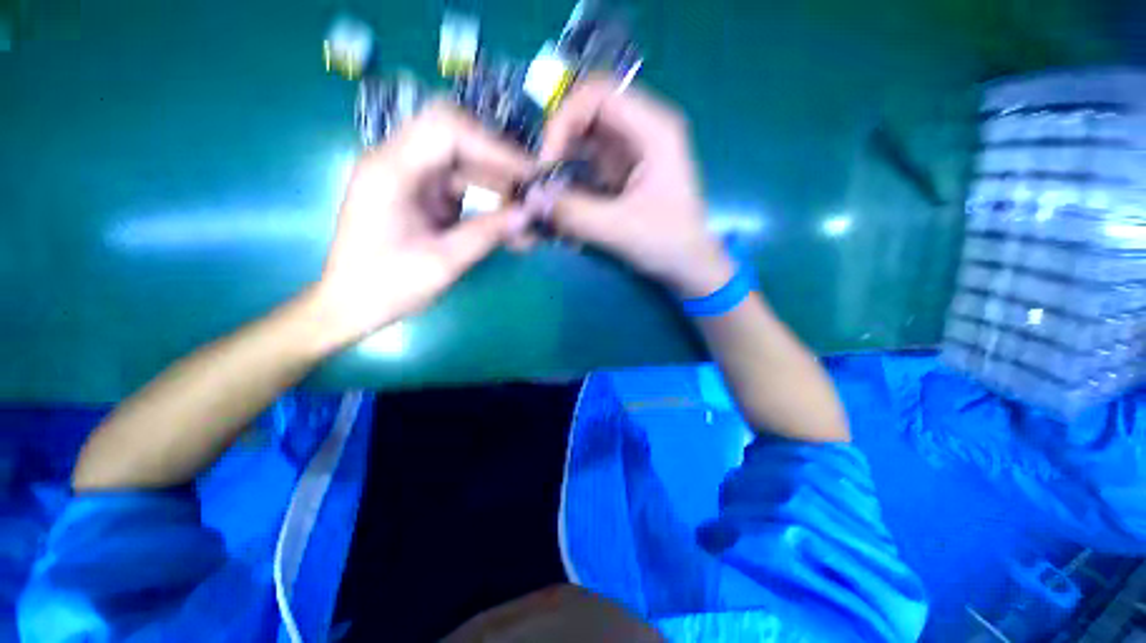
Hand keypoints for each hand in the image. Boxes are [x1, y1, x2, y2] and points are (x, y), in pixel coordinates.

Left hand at [309, 102, 531, 350]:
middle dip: (498, 161)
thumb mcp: (442, 263)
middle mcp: (398, 163)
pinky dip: (487, 201)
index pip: (447, 130)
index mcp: (391, 171)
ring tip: (527, 211)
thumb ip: (487, 233)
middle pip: (456, 138)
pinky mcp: (421, 195)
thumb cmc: (388, 287)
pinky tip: (508, 221)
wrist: (352, 306)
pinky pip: (461, 186)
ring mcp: (411, 179)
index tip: (529, 174)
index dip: (494, 147)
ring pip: (463, 164)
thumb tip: (529, 214)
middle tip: (531, 186)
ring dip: (497, 184)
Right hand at [539, 77, 733, 297]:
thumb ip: (575, 213)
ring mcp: (631, 152)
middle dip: (558, 139)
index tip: (546, 160)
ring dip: (561, 157)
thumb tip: (531, 197)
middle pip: (587, 112)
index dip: (564, 119)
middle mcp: (642, 131)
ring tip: (545, 185)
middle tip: (539, 173)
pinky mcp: (621, 172)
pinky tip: (559, 195)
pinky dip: (569, 174)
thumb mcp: (620, 229)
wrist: (688, 265)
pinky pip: (587, 161)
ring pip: (584, 137)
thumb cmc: (667, 243)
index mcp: (654, 130)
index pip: (598, 95)